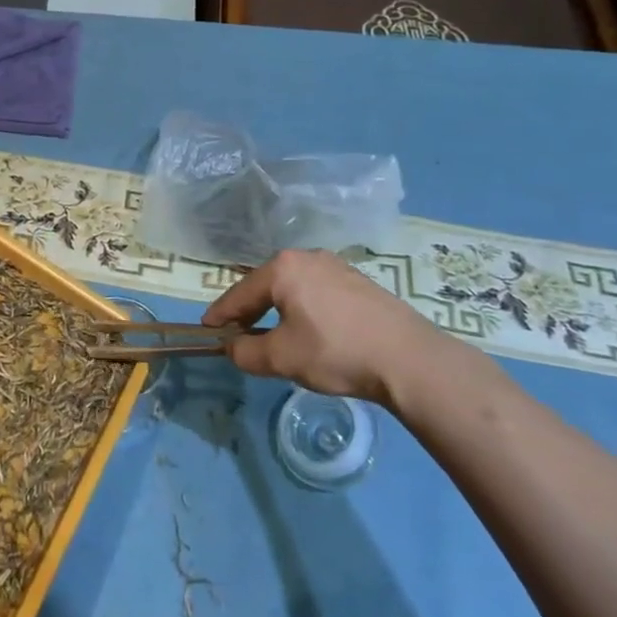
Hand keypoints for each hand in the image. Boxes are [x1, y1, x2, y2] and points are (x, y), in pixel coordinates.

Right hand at [203, 250, 444, 405]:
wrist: (409, 359)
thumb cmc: (335, 352)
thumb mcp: (281, 358)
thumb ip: (246, 352)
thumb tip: (232, 347)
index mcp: (282, 268)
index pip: (240, 293)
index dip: (221, 314)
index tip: (207, 329)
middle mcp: (306, 257)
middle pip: (266, 285)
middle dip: (250, 310)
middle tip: (238, 333)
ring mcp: (336, 266)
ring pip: (293, 288)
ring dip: (278, 309)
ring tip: (273, 334)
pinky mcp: (359, 282)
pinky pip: (317, 292)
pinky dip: (304, 308)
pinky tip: (310, 330)